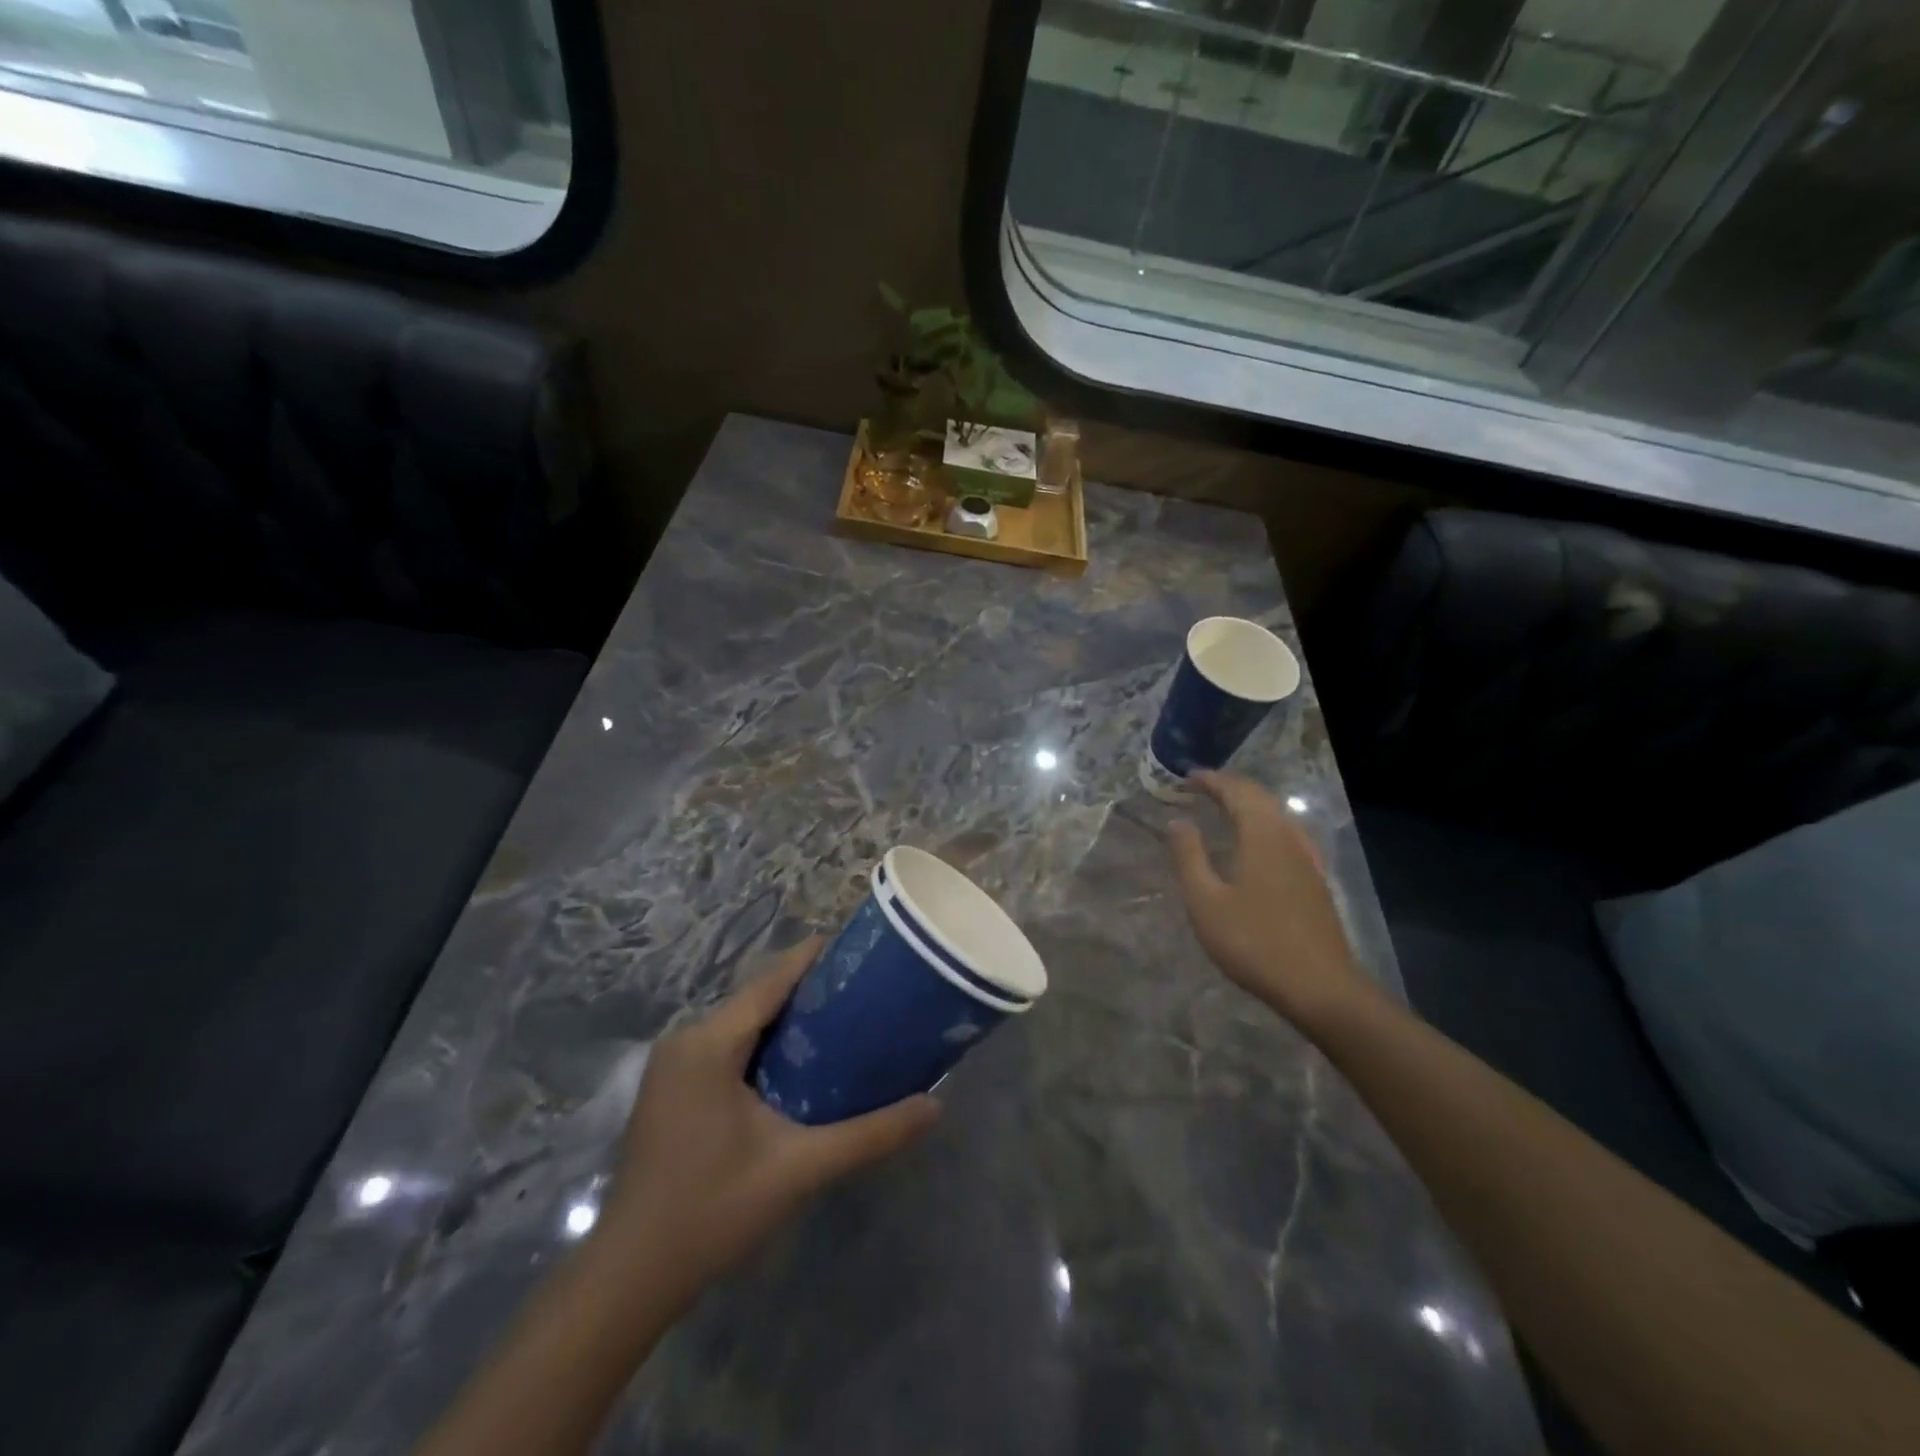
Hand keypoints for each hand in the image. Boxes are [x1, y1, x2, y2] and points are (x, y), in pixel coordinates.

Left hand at [591, 939, 938, 1308]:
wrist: (630, 1277)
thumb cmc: (713, 1211)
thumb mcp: (800, 1169)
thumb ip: (870, 1134)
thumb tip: (935, 1106)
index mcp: (709, 1042)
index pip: (773, 979)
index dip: (817, 957)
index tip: (863, 948)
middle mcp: (686, 1038)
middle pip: (759, 996)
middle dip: (811, 990)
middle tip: (866, 993)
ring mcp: (673, 1063)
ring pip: (742, 1021)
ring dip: (788, 1018)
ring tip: (844, 1021)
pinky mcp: (671, 1086)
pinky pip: (726, 1044)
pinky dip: (764, 1042)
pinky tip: (799, 1063)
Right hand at [1167, 771, 1378, 1031]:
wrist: (1320, 987)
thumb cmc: (1254, 942)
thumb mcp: (1206, 902)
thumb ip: (1189, 857)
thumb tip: (1178, 821)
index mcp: (1262, 836)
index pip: (1237, 793)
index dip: (1212, 781)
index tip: (1188, 777)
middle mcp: (1289, 838)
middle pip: (1261, 799)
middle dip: (1231, 788)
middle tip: (1203, 786)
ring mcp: (1308, 860)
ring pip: (1277, 816)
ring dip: (1249, 805)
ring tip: (1225, 808)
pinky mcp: (1315, 881)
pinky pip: (1286, 834)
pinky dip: (1264, 824)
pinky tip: (1257, 843)